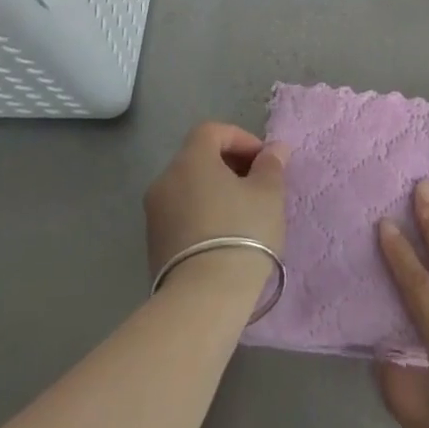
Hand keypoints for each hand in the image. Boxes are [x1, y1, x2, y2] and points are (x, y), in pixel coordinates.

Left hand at [146, 122, 288, 284]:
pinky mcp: (154, 242)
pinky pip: (182, 213)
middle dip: (230, 165)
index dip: (241, 138)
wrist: (204, 296)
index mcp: (190, 160)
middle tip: (259, 186)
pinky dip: (203, 212)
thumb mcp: (269, 194)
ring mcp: (154, 213)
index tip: (264, 161)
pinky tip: (226, 236)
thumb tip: (274, 149)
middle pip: (198, 158)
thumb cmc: (243, 232)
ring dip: (217, 191)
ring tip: (245, 214)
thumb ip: (271, 165)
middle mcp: (165, 180)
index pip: (212, 131)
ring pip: (190, 187)